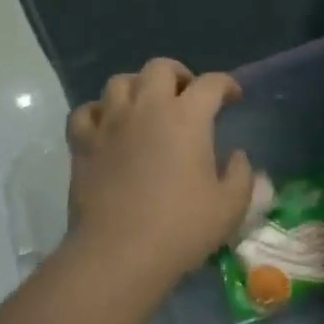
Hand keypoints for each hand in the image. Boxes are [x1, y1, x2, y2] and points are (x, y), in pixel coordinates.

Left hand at [64, 58, 254, 295]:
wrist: (118, 255)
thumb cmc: (181, 228)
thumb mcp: (230, 206)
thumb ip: (241, 174)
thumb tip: (237, 156)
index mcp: (187, 117)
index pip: (211, 83)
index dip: (227, 85)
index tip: (234, 98)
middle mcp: (147, 108)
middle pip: (160, 68)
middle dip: (179, 75)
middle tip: (188, 97)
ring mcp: (110, 123)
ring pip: (120, 82)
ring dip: (138, 88)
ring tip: (147, 108)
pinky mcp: (82, 144)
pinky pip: (87, 112)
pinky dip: (100, 112)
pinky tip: (109, 127)